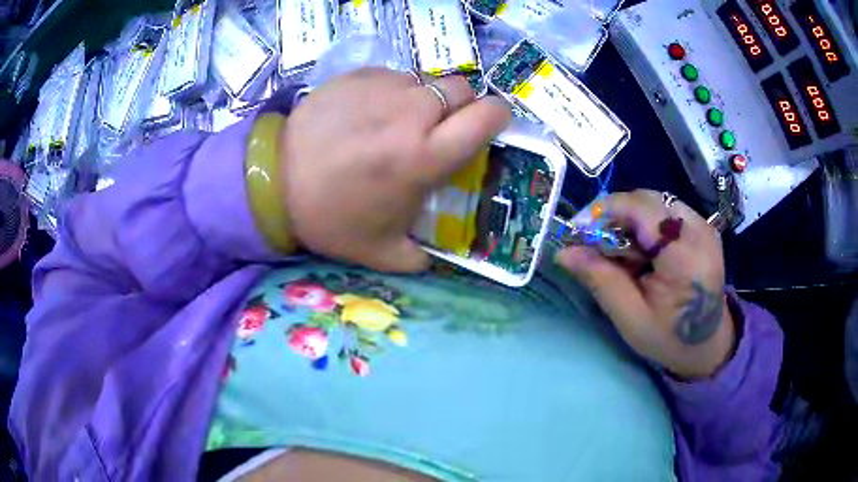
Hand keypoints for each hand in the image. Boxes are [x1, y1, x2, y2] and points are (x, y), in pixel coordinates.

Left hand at [280, 68, 510, 271]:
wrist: (275, 183)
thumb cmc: (331, 218)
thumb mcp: (383, 251)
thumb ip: (422, 256)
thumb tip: (440, 255)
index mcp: (425, 156)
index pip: (487, 116)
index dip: (497, 116)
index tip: (490, 125)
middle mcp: (410, 113)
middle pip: (462, 88)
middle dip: (461, 106)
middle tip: (440, 127)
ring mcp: (382, 87)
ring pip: (426, 80)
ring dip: (425, 99)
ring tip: (400, 121)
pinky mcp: (357, 75)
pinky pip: (393, 76)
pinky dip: (393, 91)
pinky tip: (370, 112)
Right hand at [556, 190, 735, 378]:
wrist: (707, 343)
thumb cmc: (668, 338)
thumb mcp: (630, 318)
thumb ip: (601, 280)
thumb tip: (564, 252)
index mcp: (686, 260)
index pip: (643, 211)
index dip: (607, 211)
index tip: (578, 230)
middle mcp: (700, 232)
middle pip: (648, 200)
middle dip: (616, 215)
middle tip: (596, 243)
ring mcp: (705, 226)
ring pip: (655, 202)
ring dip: (630, 219)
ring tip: (621, 250)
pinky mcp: (703, 226)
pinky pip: (666, 209)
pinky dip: (646, 223)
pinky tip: (642, 249)